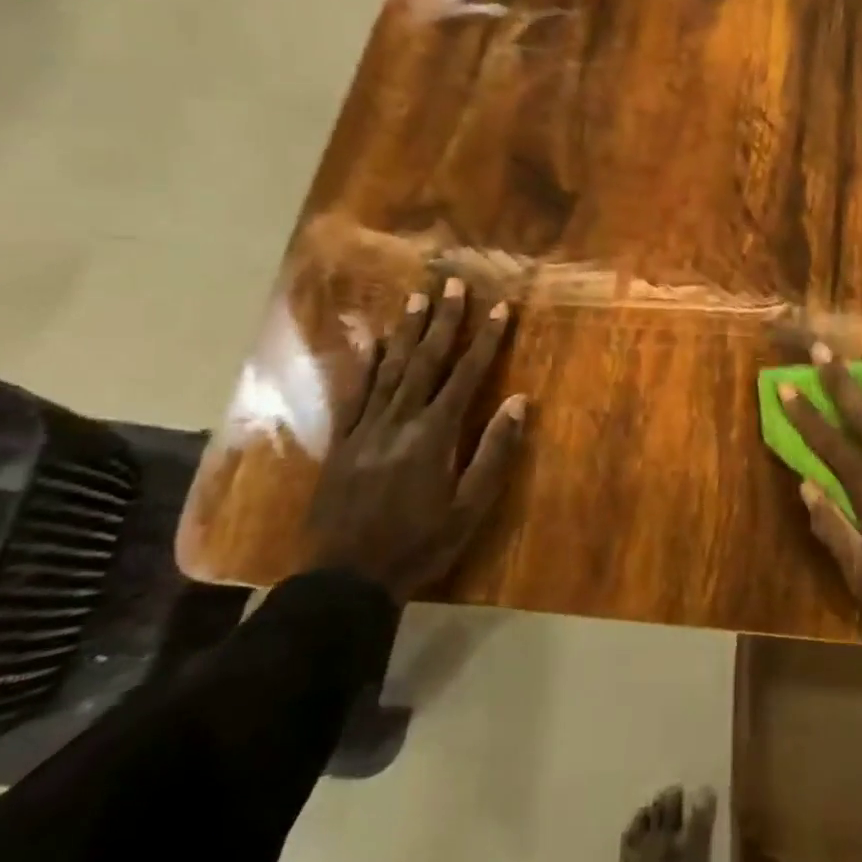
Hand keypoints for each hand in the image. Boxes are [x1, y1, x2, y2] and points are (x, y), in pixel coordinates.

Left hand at [305, 276, 526, 601]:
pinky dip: (365, 364)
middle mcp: (400, 420)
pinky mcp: (343, 440)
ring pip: (390, 368)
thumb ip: (494, 451)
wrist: (346, 577)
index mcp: (435, 434)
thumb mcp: (470, 506)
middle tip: (453, 283)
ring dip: (407, 331)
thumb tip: (518, 401)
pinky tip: (372, 342)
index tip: (500, 308)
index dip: (485, 340)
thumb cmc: (420, 543)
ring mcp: (367, 427)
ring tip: (417, 298)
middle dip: (444, 320)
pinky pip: (355, 393)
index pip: (466, 375)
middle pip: (426, 360)